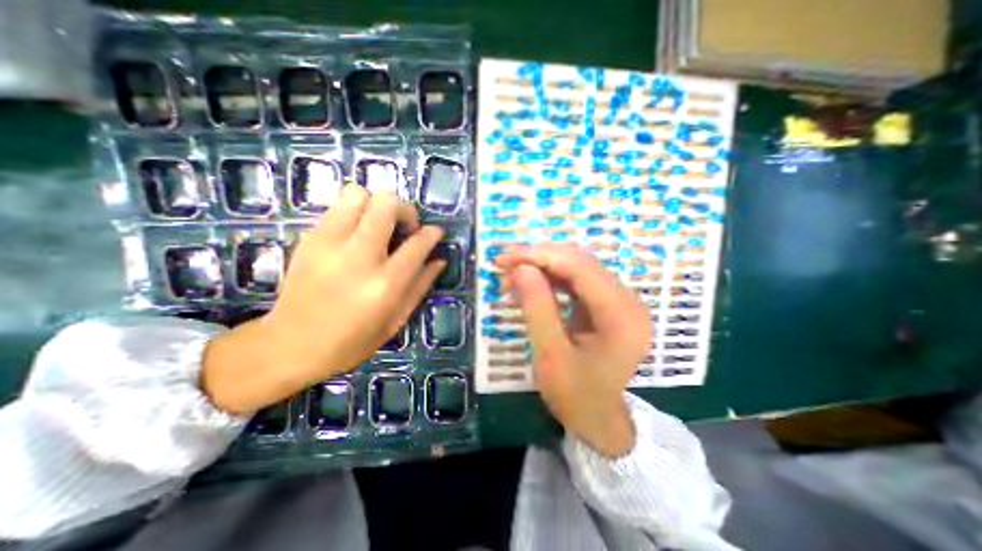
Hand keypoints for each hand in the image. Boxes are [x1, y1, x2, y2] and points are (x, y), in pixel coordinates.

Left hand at [203, 188, 444, 414]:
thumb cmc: (351, 341)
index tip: (436, 232)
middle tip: (405, 227)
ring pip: (358, 194)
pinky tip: (356, 233)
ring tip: (378, 226)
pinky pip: (337, 207)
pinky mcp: (309, 239)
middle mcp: (358, 257)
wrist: (289, 345)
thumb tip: (439, 260)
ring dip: (376, 205)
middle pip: (387, 205)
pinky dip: (354, 212)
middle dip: (405, 210)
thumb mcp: (395, 320)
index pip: (417, 244)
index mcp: (384, 285)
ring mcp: (329, 244)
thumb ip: (420, 286)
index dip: (432, 233)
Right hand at [499, 243, 650, 455]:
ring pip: (577, 267)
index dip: (540, 256)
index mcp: (621, 316)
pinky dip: (551, 279)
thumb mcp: (550, 355)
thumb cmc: (576, 396)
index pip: (579, 268)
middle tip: (504, 266)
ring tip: (512, 277)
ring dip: (542, 267)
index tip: (505, 258)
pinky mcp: (609, 304)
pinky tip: (530, 285)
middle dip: (538, 259)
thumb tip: (521, 269)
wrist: (599, 420)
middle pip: (580, 262)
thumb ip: (537, 308)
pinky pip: (578, 280)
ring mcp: (620, 301)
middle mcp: (628, 301)